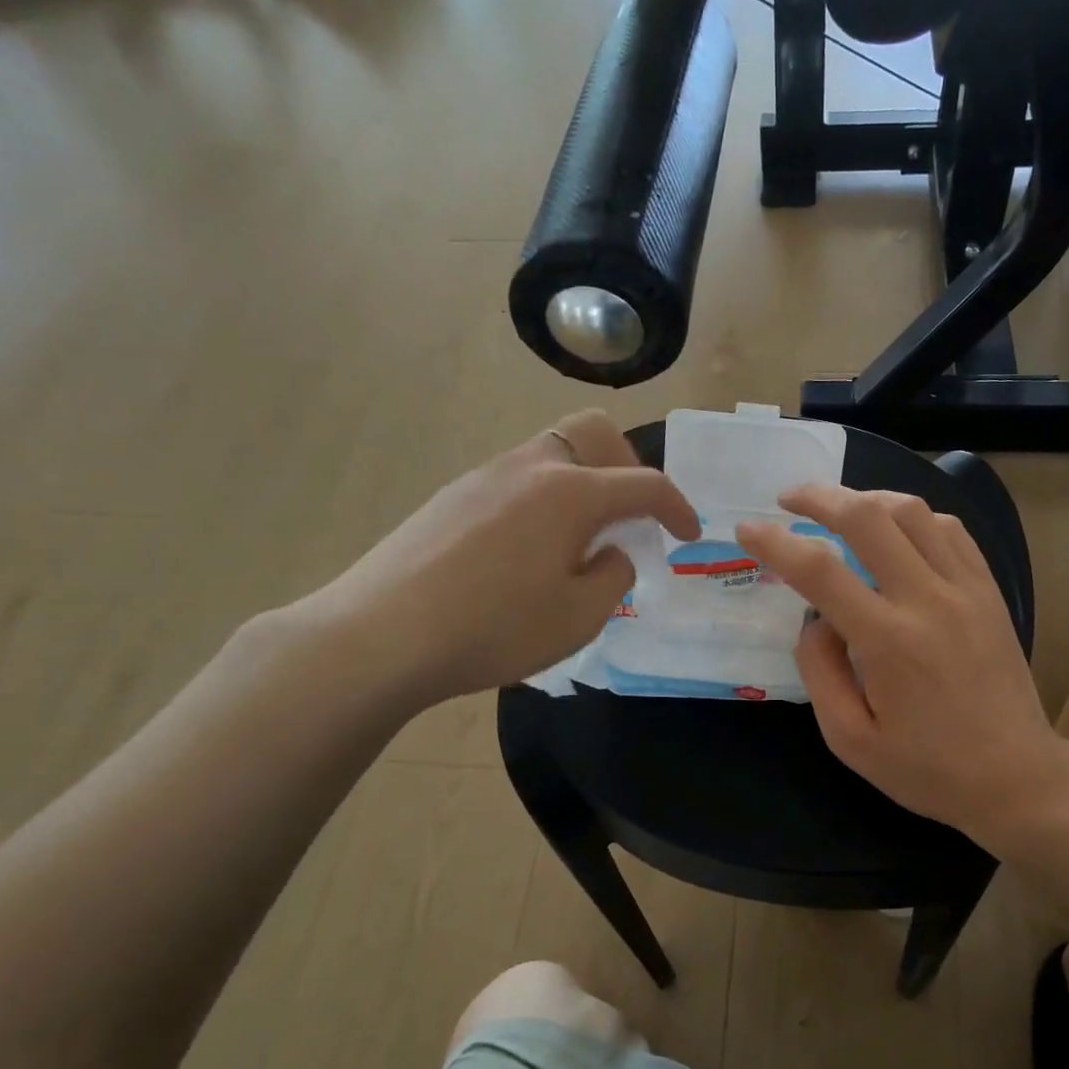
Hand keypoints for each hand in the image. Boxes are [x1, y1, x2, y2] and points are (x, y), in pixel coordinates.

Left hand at [299, 410, 698, 709]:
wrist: (380, 635)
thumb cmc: (493, 629)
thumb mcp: (578, 617)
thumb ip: (613, 577)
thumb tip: (609, 553)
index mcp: (571, 493)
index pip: (644, 484)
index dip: (677, 508)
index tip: (689, 535)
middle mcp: (531, 467)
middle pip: (594, 432)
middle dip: (628, 466)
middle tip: (631, 516)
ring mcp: (485, 475)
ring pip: (553, 452)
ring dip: (583, 482)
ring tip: (580, 539)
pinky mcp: (453, 495)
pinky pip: (518, 477)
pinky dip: (545, 497)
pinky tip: (529, 549)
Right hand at [737, 487, 1068, 840]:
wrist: (1016, 777)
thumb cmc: (927, 768)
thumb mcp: (850, 740)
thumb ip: (820, 671)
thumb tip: (814, 619)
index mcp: (888, 641)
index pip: (819, 570)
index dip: (775, 542)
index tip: (747, 529)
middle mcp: (928, 600)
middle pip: (868, 516)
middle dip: (819, 496)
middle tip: (789, 498)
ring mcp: (966, 589)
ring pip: (912, 510)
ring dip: (866, 498)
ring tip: (839, 509)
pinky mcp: (989, 590)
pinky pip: (949, 529)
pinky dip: (912, 516)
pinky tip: (895, 529)